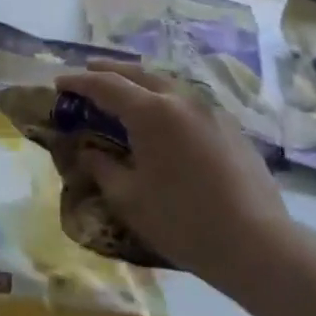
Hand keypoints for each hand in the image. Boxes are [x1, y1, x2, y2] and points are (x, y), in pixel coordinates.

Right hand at [55, 63, 293, 290]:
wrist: (256, 244)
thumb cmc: (182, 220)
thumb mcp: (128, 197)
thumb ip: (102, 167)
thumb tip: (87, 151)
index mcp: (151, 112)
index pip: (105, 85)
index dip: (79, 82)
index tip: (58, 83)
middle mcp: (181, 100)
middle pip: (138, 73)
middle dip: (109, 71)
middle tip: (87, 73)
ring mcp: (211, 111)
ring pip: (167, 83)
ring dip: (140, 81)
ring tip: (123, 89)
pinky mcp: (231, 128)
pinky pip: (189, 101)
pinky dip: (165, 99)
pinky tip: (163, 116)